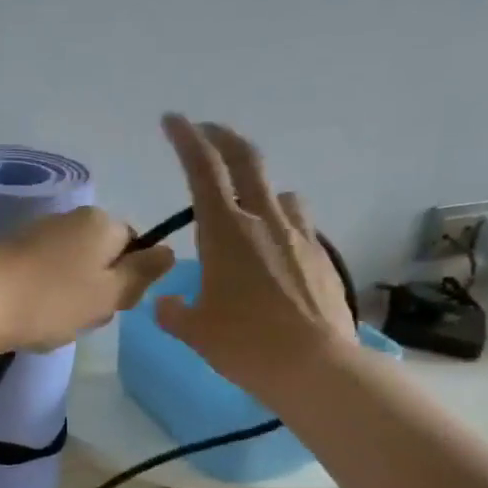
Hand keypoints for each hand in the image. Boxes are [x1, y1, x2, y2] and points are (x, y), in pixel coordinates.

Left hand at [0, 206, 173, 351]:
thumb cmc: (52, 300)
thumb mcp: (109, 293)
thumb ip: (142, 273)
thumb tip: (168, 251)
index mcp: (101, 221)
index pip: (135, 245)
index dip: (130, 279)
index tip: (114, 305)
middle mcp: (71, 217)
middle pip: (103, 259)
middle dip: (98, 291)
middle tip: (82, 317)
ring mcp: (38, 233)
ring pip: (73, 271)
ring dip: (71, 299)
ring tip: (52, 322)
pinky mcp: (12, 252)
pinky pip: (44, 276)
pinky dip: (44, 298)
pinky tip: (31, 317)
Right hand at [155, 114, 356, 399]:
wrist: (315, 367)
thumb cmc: (246, 345)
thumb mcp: (196, 331)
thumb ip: (175, 312)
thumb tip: (166, 303)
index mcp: (226, 232)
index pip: (203, 169)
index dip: (186, 139)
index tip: (173, 120)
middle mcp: (264, 221)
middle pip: (246, 161)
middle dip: (223, 139)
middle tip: (207, 132)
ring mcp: (299, 236)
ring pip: (279, 193)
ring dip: (258, 190)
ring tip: (246, 209)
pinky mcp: (322, 257)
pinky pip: (298, 226)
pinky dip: (281, 226)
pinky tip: (275, 256)